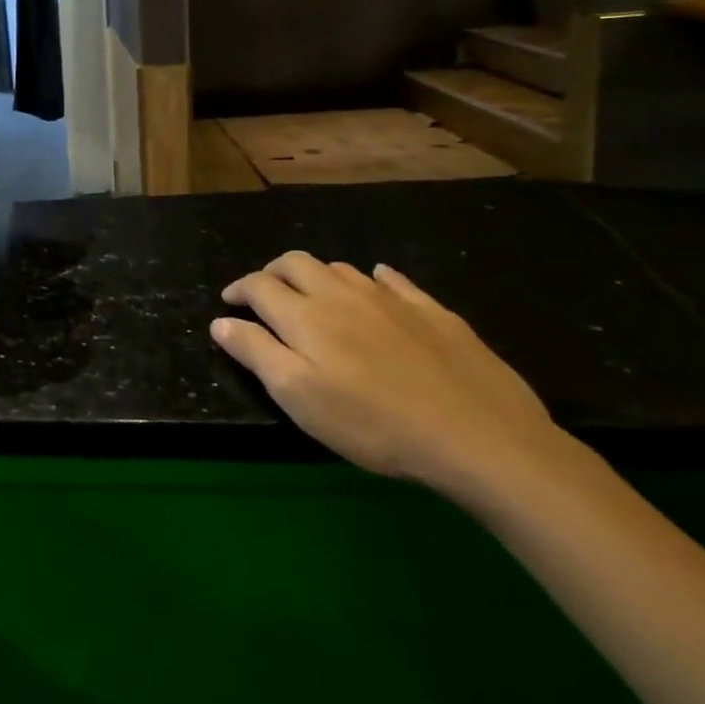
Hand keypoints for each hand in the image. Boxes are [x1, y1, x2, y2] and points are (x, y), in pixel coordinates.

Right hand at [213, 251, 567, 501]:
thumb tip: (221, 321)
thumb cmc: (375, 424)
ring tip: (314, 298)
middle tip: (265, 295)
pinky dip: (372, 279)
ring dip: (317, 276)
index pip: (259, 285)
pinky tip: (377, 288)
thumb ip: (255, 353)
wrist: (483, 440)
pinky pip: (394, 280)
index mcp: (304, 315)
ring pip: (341, 269)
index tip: (229, 304)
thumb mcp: (299, 398)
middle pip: (296, 263)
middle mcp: (342, 295)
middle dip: (272, 272)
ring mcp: (391, 300)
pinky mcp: (434, 313)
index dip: (239, 290)